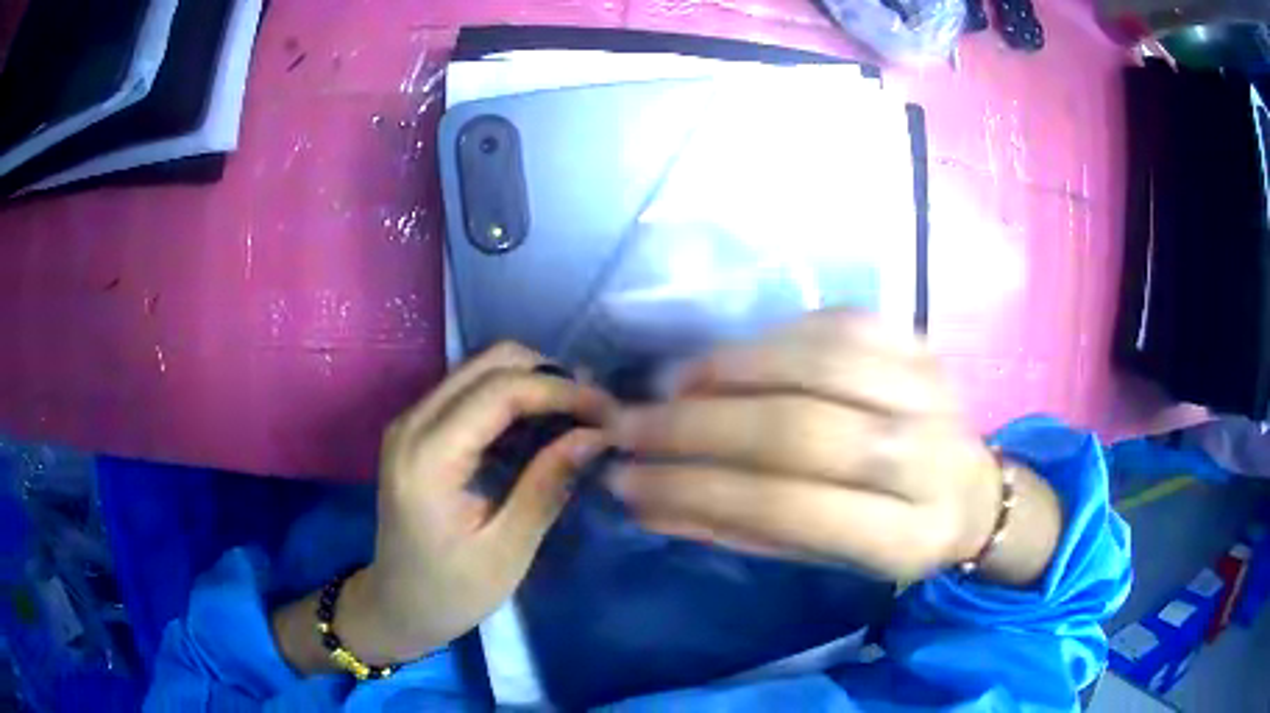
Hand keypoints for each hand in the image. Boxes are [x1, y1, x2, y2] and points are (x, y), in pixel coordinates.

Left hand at [274, 343, 610, 671]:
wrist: (397, 604)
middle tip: (594, 413)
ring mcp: (411, 421)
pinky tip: (541, 429)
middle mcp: (412, 422)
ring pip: (480, 369)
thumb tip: (596, 435)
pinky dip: (512, 398)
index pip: (500, 390)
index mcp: (428, 456)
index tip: (609, 412)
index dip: (560, 391)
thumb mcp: (507, 550)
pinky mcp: (418, 429)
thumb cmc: (451, 591)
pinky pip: (471, 391)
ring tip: (577, 419)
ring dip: (533, 383)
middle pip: (489, 362)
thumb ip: (547, 485)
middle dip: (549, 377)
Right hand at [606, 310, 1059, 584]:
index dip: (699, 490)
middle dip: (699, 425)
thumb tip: (647, 501)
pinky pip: (839, 323)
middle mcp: (927, 458)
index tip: (628, 478)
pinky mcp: (922, 346)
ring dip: (731, 369)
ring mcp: (930, 390)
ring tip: (675, 386)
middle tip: (633, 425)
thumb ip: (741, 529)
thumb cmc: (891, 536)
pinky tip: (734, 358)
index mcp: (903, 536)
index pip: (788, 507)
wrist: (971, 492)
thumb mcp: (824, 558)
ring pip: (818, 363)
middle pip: (801, 428)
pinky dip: (776, 336)